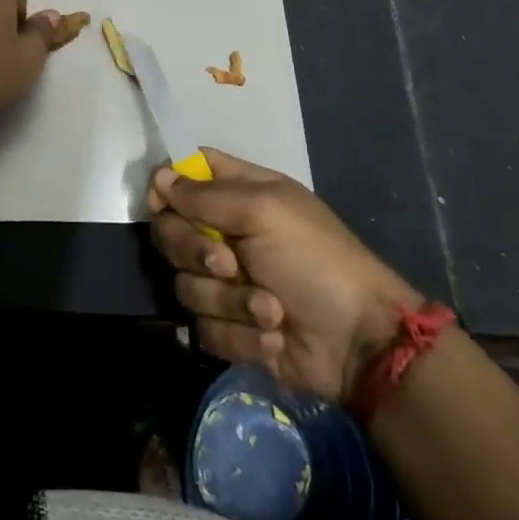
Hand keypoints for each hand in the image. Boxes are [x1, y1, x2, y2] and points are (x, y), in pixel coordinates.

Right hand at [149, 150, 423, 402]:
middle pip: (170, 232)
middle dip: (195, 252)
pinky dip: (240, 335)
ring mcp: (225, 283)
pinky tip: (273, 336)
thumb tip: (159, 178)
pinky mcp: (229, 328)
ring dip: (229, 301)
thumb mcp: (264, 212)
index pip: (184, 176)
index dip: (166, 186)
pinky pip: (205, 328)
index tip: (163, 204)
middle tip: (229, 265)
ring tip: (271, 310)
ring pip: (185, 284)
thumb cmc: (316, 260)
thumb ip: (205, 195)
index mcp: (237, 194)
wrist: (360, 343)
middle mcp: (224, 234)